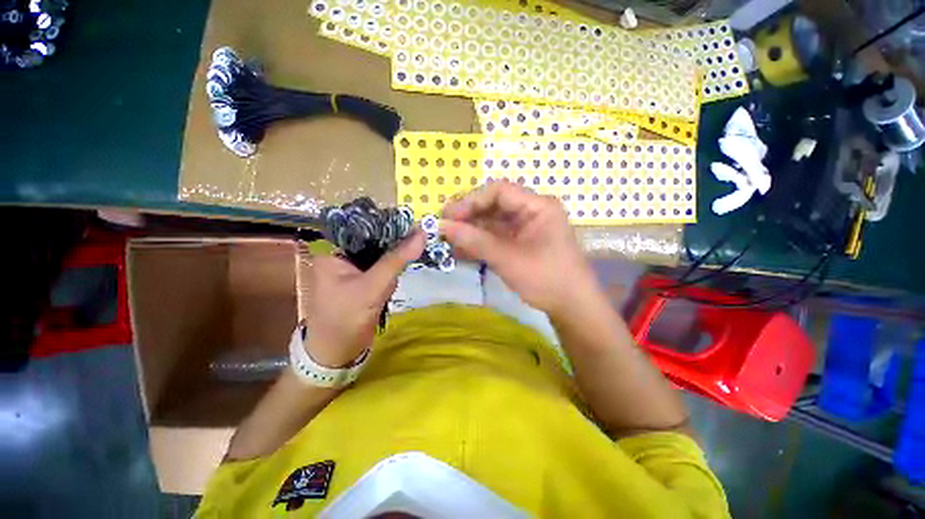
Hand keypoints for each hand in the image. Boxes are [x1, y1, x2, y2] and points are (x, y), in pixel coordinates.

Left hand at [299, 232, 424, 366]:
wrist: (336, 354)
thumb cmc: (346, 318)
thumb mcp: (373, 286)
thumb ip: (397, 260)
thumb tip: (422, 234)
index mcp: (334, 252)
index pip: (364, 227)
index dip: (389, 224)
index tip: (413, 224)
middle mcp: (341, 256)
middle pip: (374, 240)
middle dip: (394, 245)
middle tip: (417, 241)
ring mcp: (352, 270)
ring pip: (380, 254)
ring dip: (395, 259)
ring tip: (407, 261)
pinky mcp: (362, 281)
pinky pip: (381, 268)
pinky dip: (392, 272)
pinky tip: (399, 275)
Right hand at [441, 181, 598, 318]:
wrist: (571, 307)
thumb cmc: (546, 279)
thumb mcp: (508, 259)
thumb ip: (475, 241)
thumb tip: (443, 227)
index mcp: (538, 206)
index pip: (499, 191)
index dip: (471, 200)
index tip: (449, 215)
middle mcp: (532, 212)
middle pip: (494, 205)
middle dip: (468, 216)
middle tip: (444, 227)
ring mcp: (526, 228)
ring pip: (493, 222)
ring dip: (471, 231)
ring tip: (448, 240)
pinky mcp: (520, 243)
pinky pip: (496, 237)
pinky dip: (479, 243)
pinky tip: (461, 250)